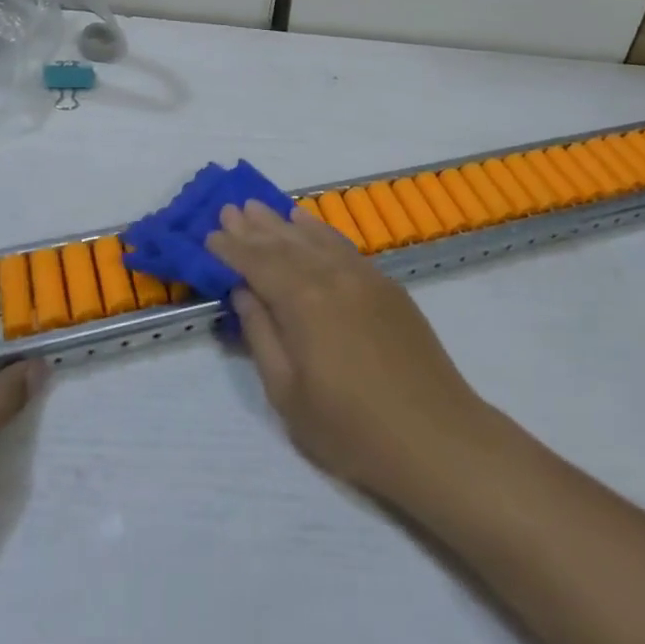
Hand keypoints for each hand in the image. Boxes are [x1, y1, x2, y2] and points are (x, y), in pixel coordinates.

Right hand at [206, 202, 489, 499]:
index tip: (209, 234)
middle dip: (254, 227)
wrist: (435, 436)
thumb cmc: (352, 429)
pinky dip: (320, 231)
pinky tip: (308, 224)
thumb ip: (262, 335)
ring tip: (260, 207)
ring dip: (283, 222)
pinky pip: (343, 245)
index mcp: (303, 302)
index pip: (258, 264)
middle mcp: (332, 276)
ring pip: (314, 238)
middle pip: (285, 244)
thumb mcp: (289, 394)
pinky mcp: (386, 285)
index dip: (232, 249)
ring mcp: (363, 276)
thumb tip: (243, 291)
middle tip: (230, 207)